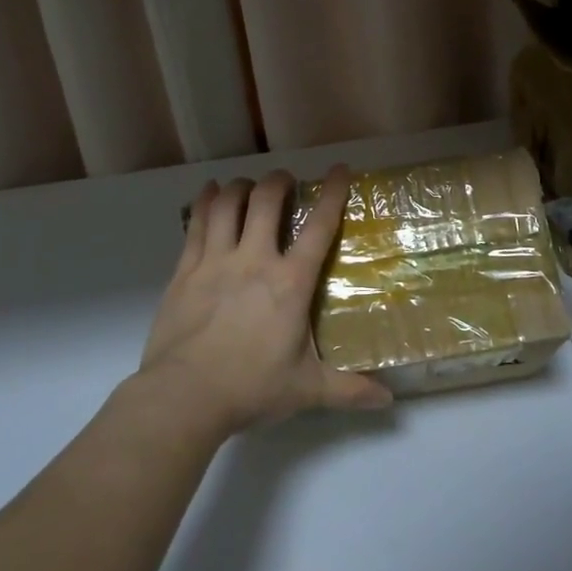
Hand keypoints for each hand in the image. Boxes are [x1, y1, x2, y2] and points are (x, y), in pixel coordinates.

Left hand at [140, 165, 392, 435]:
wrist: (183, 397)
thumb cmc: (250, 388)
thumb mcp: (306, 390)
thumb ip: (348, 390)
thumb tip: (388, 401)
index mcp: (290, 282)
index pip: (318, 227)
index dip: (332, 193)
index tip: (339, 169)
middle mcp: (254, 260)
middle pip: (266, 200)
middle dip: (279, 181)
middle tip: (286, 180)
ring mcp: (215, 261)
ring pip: (228, 204)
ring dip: (241, 186)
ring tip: (249, 186)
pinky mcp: (184, 270)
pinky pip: (197, 223)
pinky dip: (206, 202)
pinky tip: (210, 193)